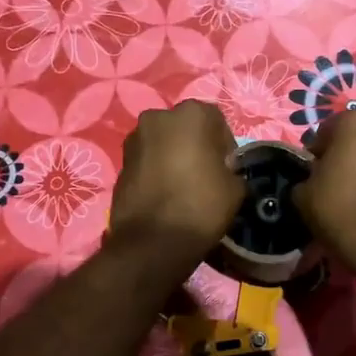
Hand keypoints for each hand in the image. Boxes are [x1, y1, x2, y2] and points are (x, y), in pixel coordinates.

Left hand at [109, 101, 244, 254]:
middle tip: (205, 176)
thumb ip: (231, 170)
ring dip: (173, 157)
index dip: (225, 147)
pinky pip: (146, 161)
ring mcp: (134, 139)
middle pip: (186, 128)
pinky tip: (164, 195)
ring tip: (182, 187)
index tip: (227, 170)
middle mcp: (158, 117)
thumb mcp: (235, 188)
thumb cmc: (200, 205)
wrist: (151, 242)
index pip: (216, 122)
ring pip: (163, 143)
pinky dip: (156, 171)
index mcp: (191, 114)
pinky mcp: (119, 162)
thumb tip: (223, 172)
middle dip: (196, 146)